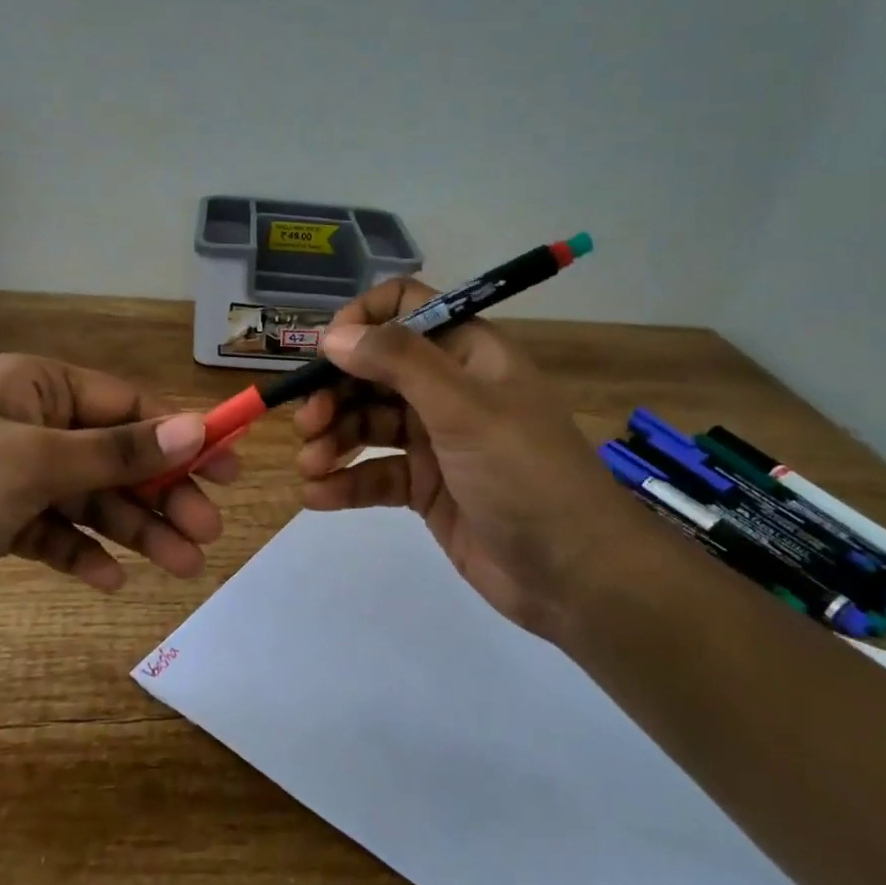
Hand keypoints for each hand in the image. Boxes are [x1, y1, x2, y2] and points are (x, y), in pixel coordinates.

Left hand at [0, 353, 238, 641]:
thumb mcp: (37, 463)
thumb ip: (119, 451)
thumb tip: (195, 427)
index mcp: (39, 387)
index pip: (128, 405)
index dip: (182, 435)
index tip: (229, 468)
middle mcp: (31, 422)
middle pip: (117, 455)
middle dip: (163, 495)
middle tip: (208, 533)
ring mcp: (14, 474)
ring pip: (92, 499)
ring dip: (134, 531)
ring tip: (182, 568)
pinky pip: (56, 532)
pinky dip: (83, 553)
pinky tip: (110, 581)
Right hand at [293, 279, 640, 643]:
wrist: (576, 576)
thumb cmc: (526, 475)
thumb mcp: (464, 409)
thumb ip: (398, 362)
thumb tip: (335, 334)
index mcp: (468, 353)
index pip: (406, 308)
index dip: (362, 322)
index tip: (326, 352)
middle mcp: (449, 389)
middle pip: (376, 370)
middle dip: (336, 391)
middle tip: (309, 422)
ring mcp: (437, 440)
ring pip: (369, 423)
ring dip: (334, 438)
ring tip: (311, 465)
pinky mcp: (427, 487)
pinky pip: (376, 473)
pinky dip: (346, 482)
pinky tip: (318, 496)